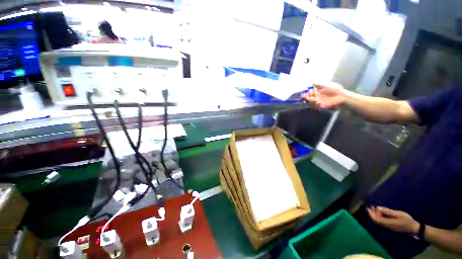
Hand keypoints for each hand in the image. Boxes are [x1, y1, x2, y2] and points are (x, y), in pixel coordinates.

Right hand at [302, 82, 346, 108]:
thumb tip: (312, 82)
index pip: (309, 93)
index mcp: (317, 92)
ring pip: (310, 102)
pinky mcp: (321, 106)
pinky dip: (315, 105)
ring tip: (312, 99)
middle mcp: (316, 97)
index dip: (306, 93)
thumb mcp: (327, 84)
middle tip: (305, 96)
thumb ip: (319, 84)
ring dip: (310, 101)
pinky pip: (315, 106)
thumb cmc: (336, 90)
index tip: (305, 92)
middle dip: (306, 97)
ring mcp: (318, 102)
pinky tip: (317, 102)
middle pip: (308, 98)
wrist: (342, 96)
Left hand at [367, 206, 419, 234]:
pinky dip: (379, 216)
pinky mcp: (390, 226)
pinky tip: (380, 212)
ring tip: (373, 207)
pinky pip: (382, 221)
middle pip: (376, 220)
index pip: (376, 220)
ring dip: (375, 214)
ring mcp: (388, 227)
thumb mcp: (397, 214)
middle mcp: (387, 226)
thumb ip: (387, 211)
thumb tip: (378, 208)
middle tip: (370, 206)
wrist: (414, 228)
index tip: (368, 207)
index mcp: (388, 223)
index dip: (370, 214)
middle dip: (372, 213)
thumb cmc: (406, 220)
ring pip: (378, 221)